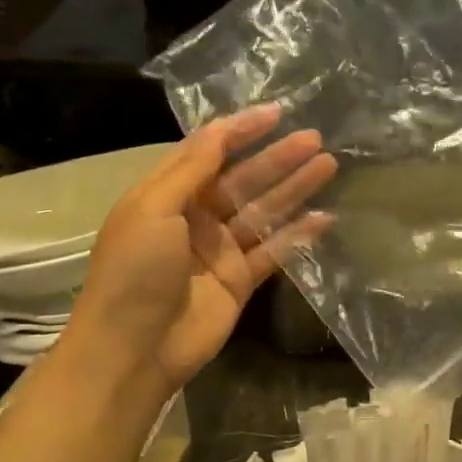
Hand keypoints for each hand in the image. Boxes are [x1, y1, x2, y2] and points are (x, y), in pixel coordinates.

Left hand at [65, 104, 336, 390]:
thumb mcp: (153, 209)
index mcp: (167, 195)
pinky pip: (274, 252)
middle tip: (315, 139)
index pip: (208, 152)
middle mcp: (195, 218)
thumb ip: (192, 169)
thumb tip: (221, 128)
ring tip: (328, 166)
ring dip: (294, 189)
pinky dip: (298, 235)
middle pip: (243, 180)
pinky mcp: (240, 281)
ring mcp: (220, 251)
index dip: (241, 131)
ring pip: (263, 212)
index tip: (276, 113)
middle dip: (277, 158)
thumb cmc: (135, 271)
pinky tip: (325, 218)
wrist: (133, 349)